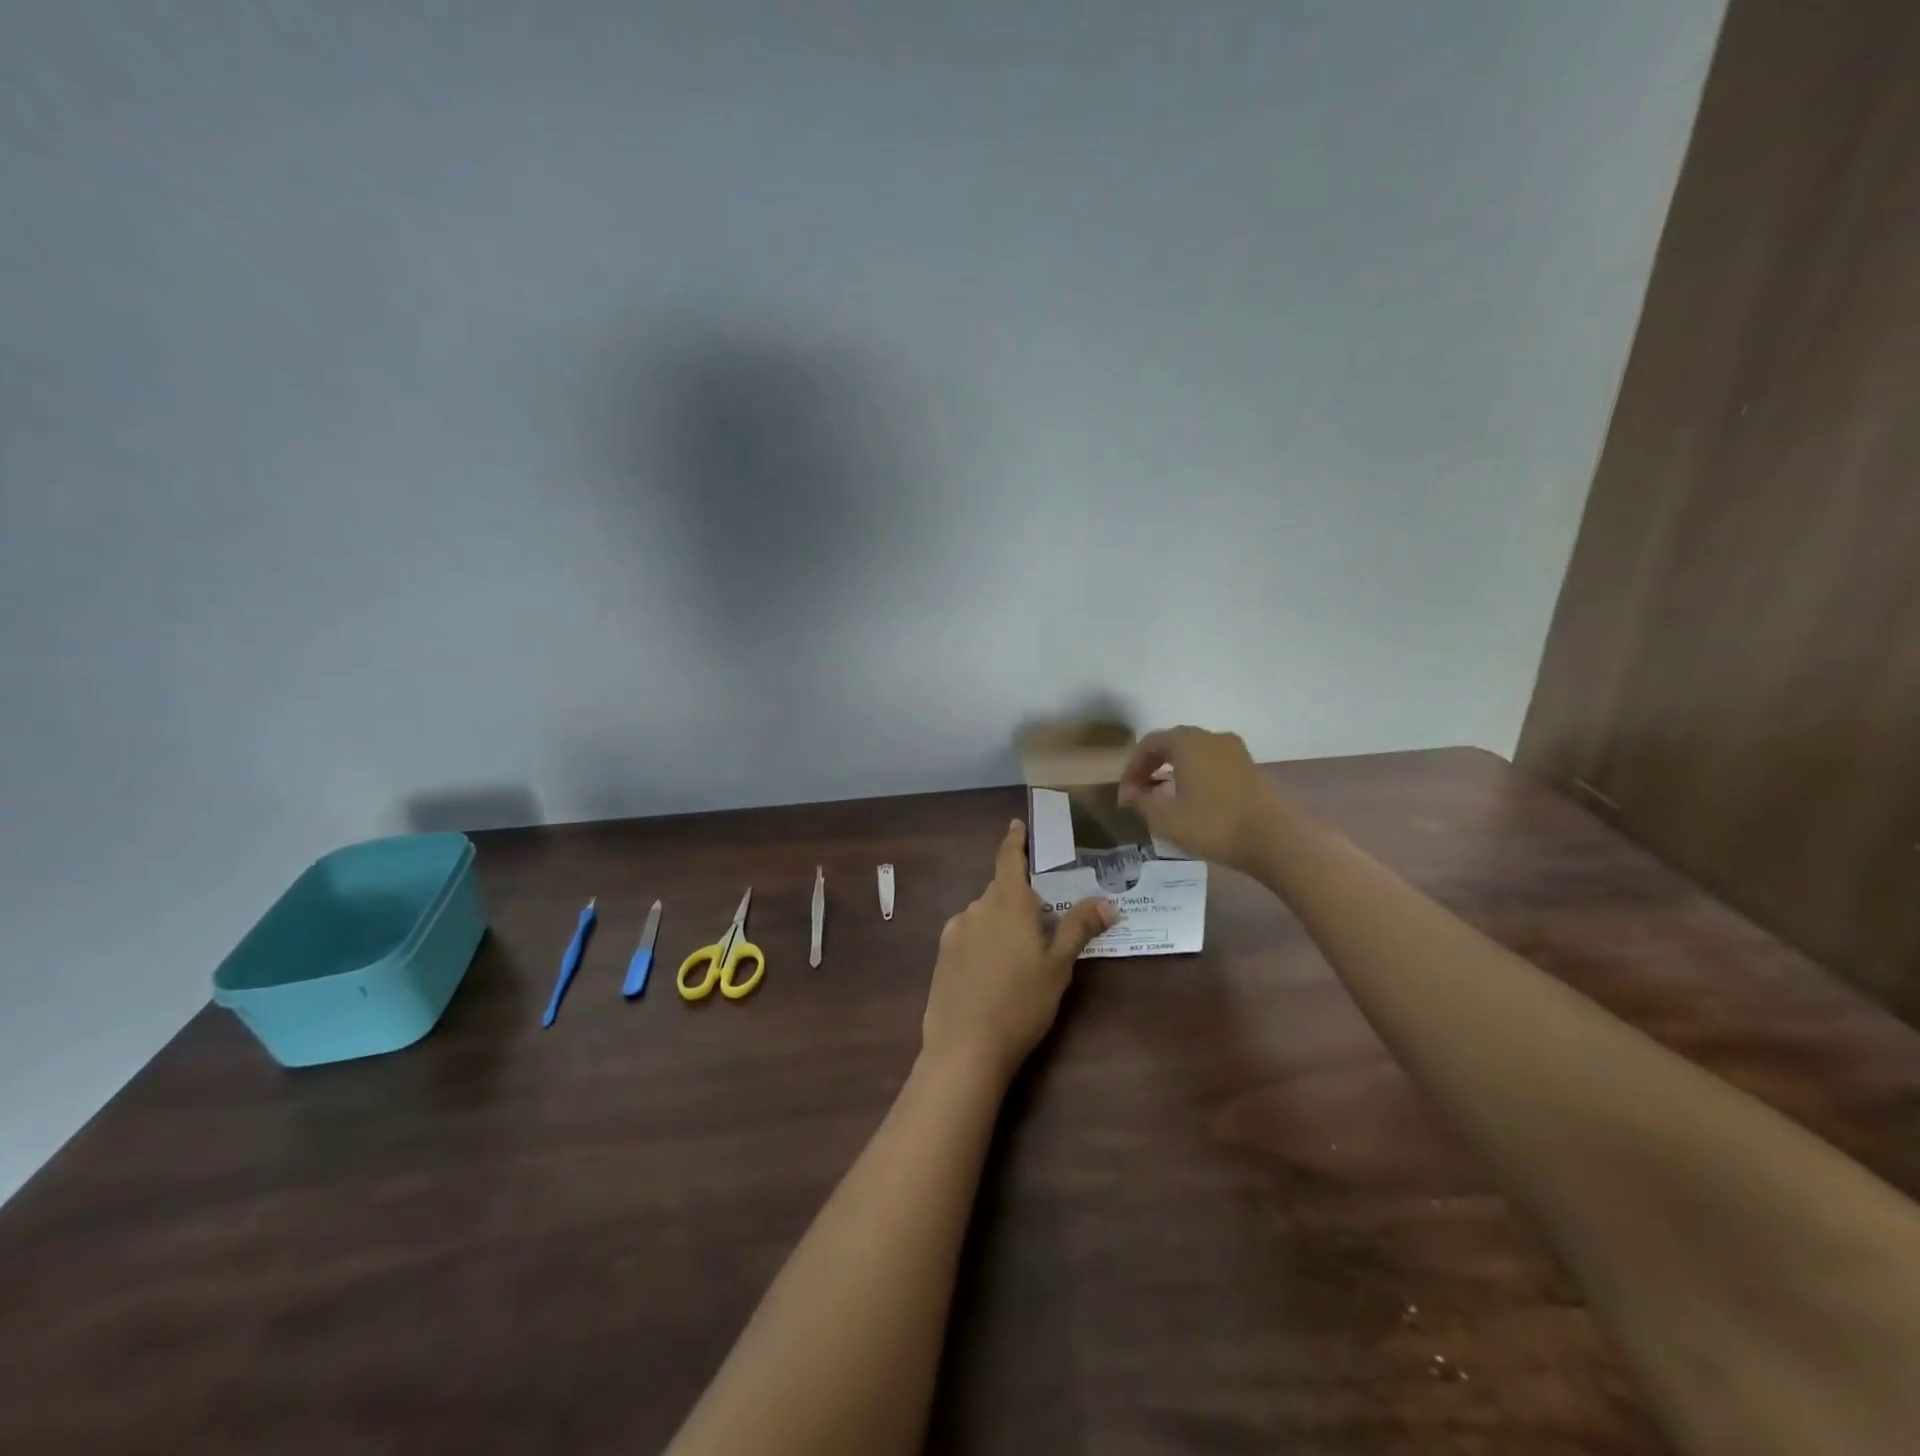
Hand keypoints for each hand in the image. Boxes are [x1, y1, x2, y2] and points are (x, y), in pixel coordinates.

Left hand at [922, 820, 1117, 1082]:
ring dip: (1001, 923)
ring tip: (1019, 957)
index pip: (1009, 858)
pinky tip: (993, 974)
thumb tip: (1108, 901)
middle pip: (1001, 891)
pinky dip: (983, 942)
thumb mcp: (1058, 966)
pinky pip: (968, 936)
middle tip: (1042, 922)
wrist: (965, 1047)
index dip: (1014, 840)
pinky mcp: (941, 955)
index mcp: (1007, 903)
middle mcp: (977, 908)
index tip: (1016, 824)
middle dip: (1020, 899)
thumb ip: (1079, 928)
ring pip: (984, 915)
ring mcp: (955, 931)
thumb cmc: (1021, 1003)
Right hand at [1116, 725, 1285, 873]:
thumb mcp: (1165, 818)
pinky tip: (1194, 800)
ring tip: (1165, 797)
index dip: (1132, 766)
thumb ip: (1140, 801)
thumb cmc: (1212, 825)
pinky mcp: (1250, 767)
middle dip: (1152, 765)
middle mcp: (1210, 737)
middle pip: (1172, 743)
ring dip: (1175, 769)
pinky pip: (1213, 762)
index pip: (1149, 743)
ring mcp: (1235, 750)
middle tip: (1141, 792)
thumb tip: (1128, 792)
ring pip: (1194, 753)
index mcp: (1187, 742)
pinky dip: (1196, 774)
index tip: (1126, 792)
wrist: (1274, 839)